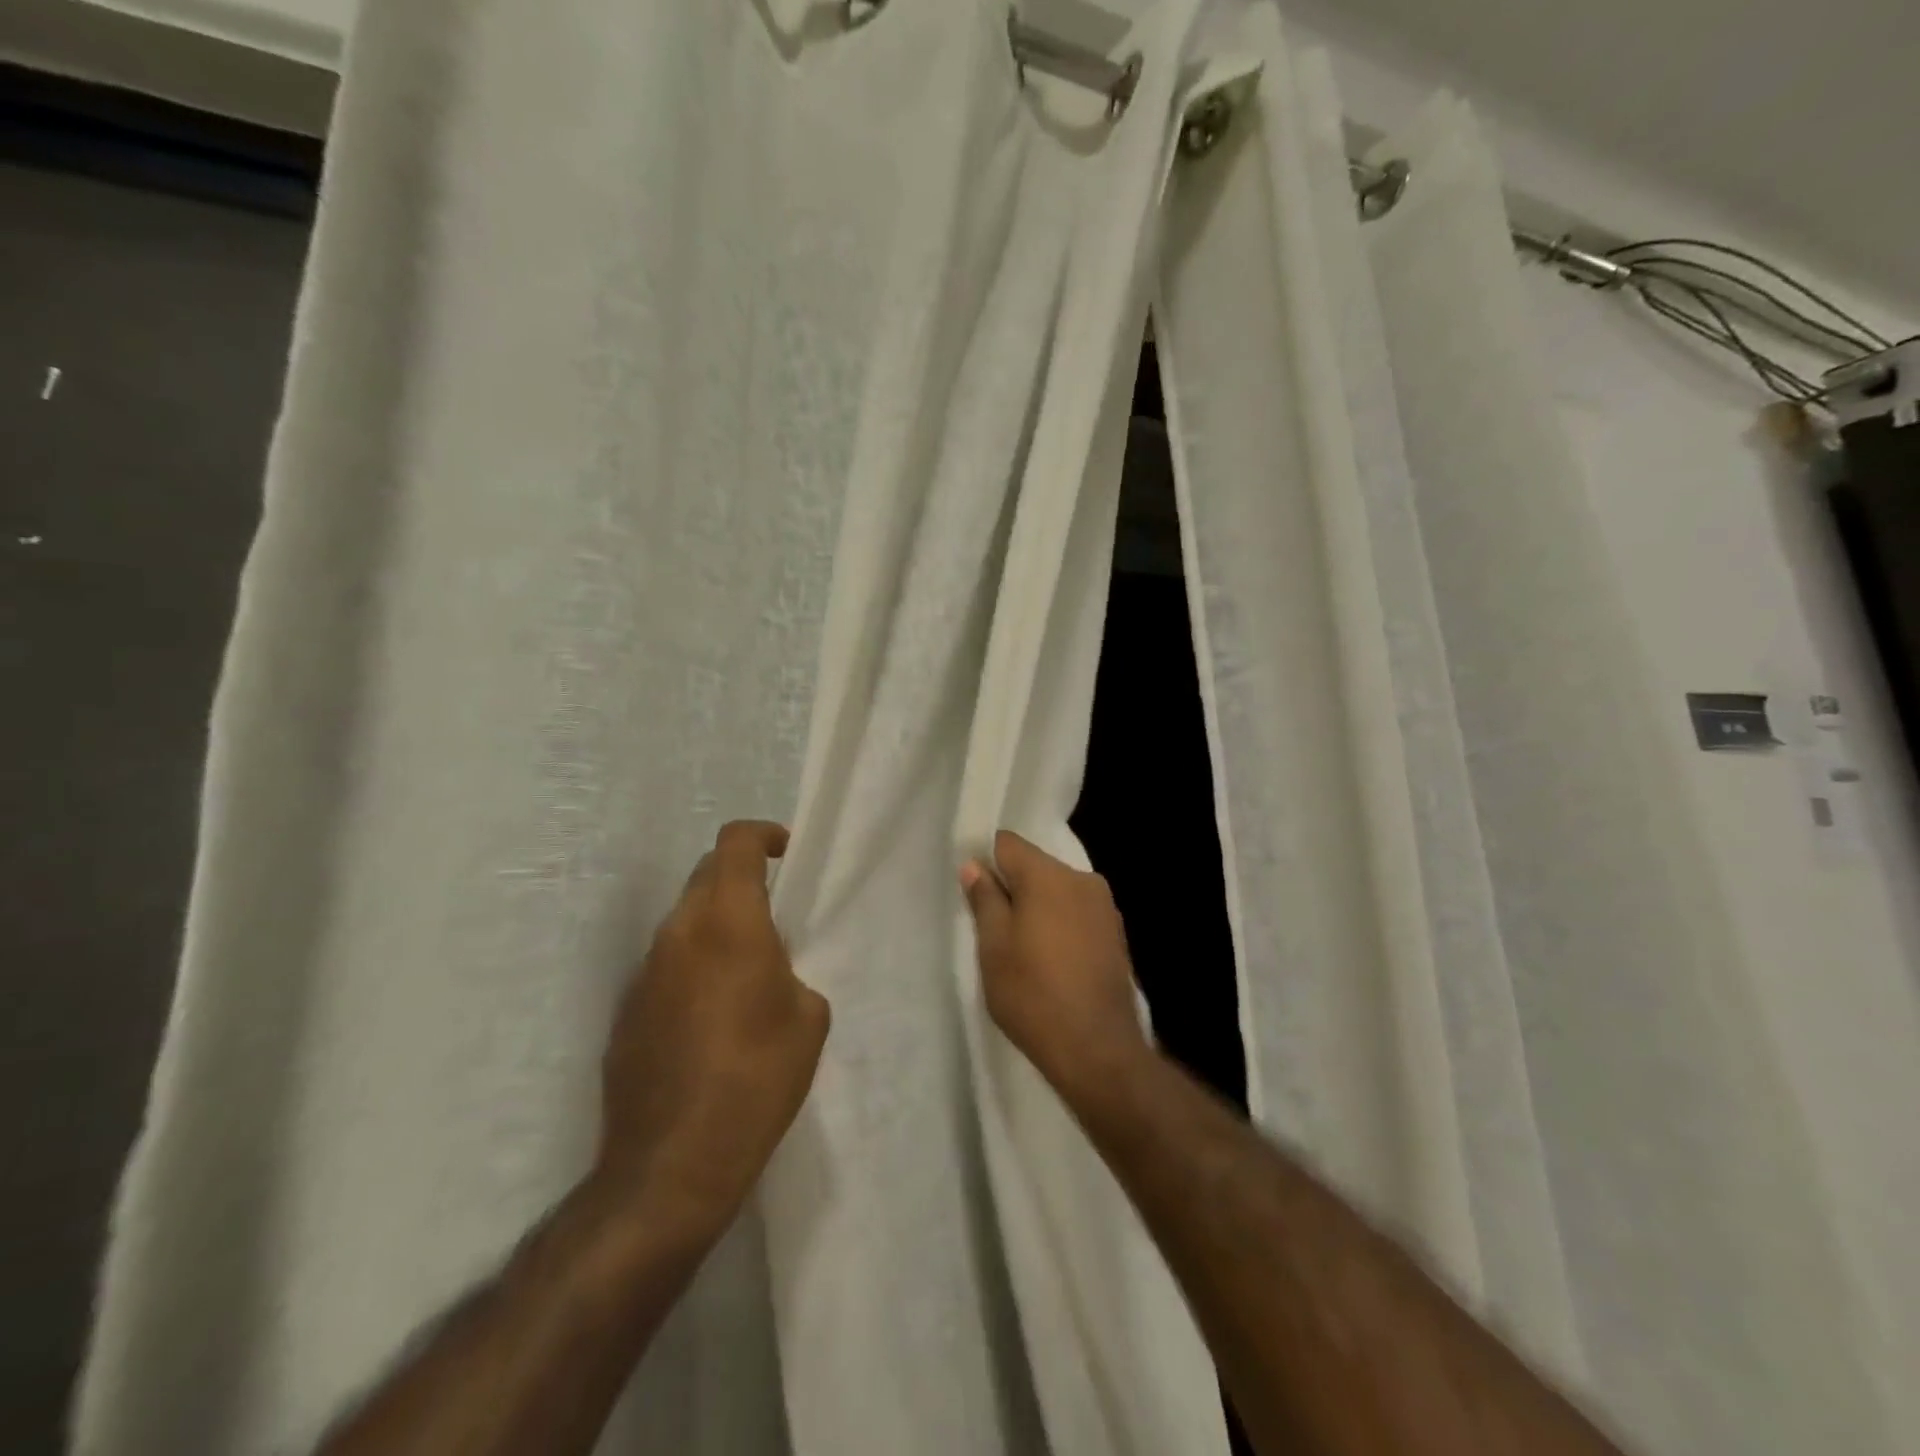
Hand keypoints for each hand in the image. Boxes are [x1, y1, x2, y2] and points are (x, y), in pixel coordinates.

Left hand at [593, 821, 829, 1239]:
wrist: (672, 1164)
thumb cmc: (757, 1079)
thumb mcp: (808, 1018)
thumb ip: (789, 972)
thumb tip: (767, 971)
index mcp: (727, 922)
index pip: (734, 843)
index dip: (763, 835)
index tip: (786, 853)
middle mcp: (678, 933)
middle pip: (705, 875)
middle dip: (740, 878)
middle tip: (773, 915)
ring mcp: (644, 971)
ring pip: (684, 920)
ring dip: (715, 925)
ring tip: (746, 973)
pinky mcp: (626, 1010)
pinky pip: (666, 965)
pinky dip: (692, 966)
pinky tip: (711, 1019)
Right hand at [959, 830, 1151, 1105]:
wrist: (1097, 1049)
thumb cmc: (1033, 994)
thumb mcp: (993, 948)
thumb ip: (985, 900)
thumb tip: (975, 866)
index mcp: (1048, 875)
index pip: (1008, 844)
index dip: (986, 859)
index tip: (974, 889)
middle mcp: (1081, 879)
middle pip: (1035, 866)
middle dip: (1013, 887)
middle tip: (993, 926)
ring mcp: (1104, 907)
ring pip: (1057, 890)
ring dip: (1038, 907)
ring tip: (1023, 948)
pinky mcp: (1116, 934)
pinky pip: (1077, 912)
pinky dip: (1060, 924)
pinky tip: (1051, 959)